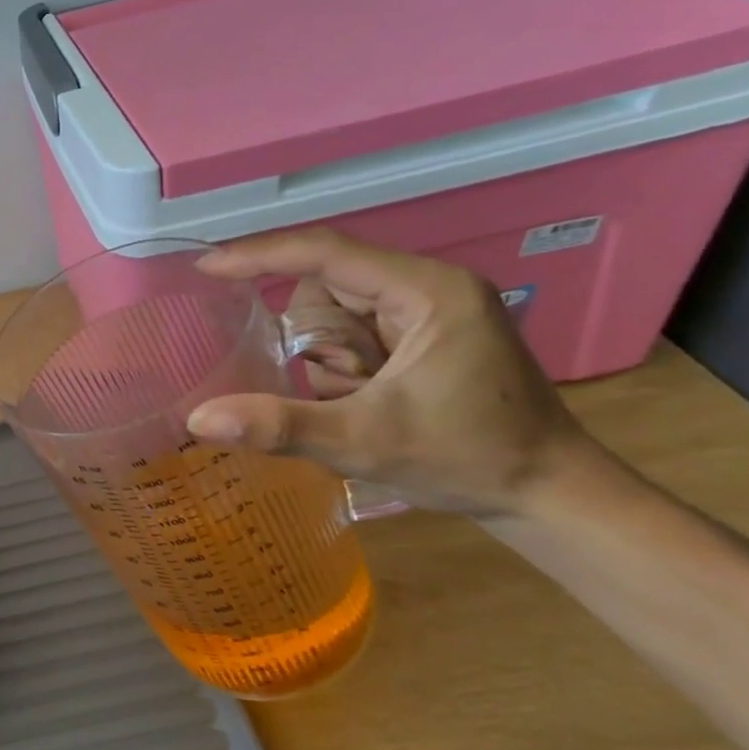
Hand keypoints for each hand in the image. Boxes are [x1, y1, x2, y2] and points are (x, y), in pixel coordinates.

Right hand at [187, 228, 595, 515]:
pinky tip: (366, 400)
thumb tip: (198, 418)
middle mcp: (428, 287)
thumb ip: (279, 425)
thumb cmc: (468, 460)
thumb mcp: (363, 442)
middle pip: (326, 289)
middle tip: (340, 389)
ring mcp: (428, 310)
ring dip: (328, 359)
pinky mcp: (424, 334)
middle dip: (314, 341)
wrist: (550, 497)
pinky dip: (341, 366)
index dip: (259, 255)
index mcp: (426, 291)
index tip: (205, 267)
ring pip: (335, 314)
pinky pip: (353, 333)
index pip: (325, 252)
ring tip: (362, 402)